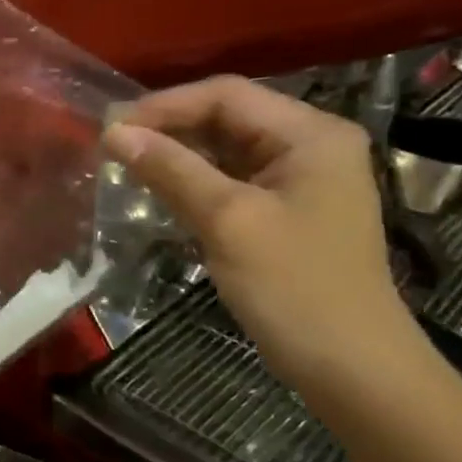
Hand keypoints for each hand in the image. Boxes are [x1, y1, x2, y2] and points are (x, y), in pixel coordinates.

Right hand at [103, 76, 418, 390]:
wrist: (350, 366)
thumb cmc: (294, 287)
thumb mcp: (227, 220)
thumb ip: (171, 169)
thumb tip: (114, 133)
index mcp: (311, 134)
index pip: (226, 95)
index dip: (164, 106)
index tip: (111, 129)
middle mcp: (310, 145)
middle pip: (227, 117)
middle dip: (168, 128)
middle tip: (111, 148)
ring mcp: (299, 179)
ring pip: (224, 149)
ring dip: (176, 154)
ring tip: (125, 166)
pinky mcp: (285, 211)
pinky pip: (230, 179)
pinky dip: (192, 181)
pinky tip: (158, 191)